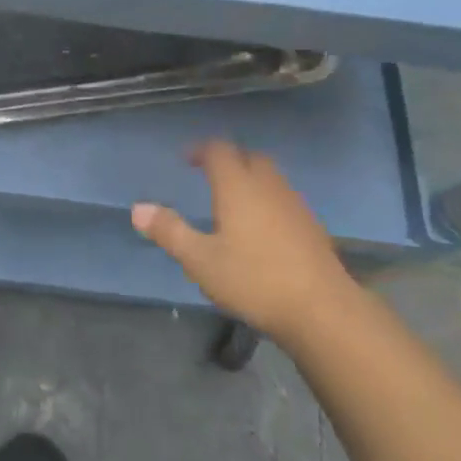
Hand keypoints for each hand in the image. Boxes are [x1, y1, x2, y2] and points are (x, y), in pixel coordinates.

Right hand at [131, 141, 355, 344]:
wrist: (322, 309)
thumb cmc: (254, 279)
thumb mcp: (200, 260)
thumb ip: (169, 231)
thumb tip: (138, 208)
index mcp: (238, 186)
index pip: (219, 151)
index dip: (201, 150)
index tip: (186, 159)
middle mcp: (268, 186)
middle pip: (249, 157)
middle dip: (228, 160)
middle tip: (208, 175)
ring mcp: (295, 205)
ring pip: (270, 177)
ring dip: (250, 178)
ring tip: (233, 200)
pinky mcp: (312, 227)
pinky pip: (284, 198)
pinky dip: (267, 200)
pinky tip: (261, 227)